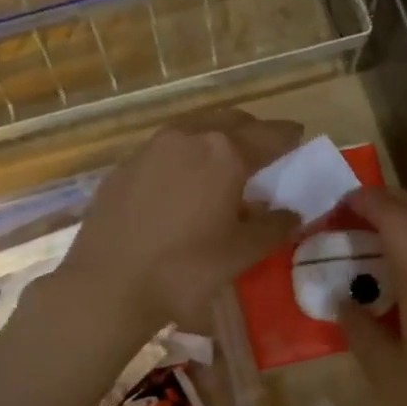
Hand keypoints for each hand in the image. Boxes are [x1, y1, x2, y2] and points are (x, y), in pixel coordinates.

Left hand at [60, 108, 302, 336]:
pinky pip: (165, 148)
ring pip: (194, 127)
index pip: (269, 134)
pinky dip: (184, 154)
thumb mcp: (241, 253)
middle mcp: (188, 137)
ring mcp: (151, 147)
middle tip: (264, 150)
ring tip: (223, 161)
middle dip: (252, 130)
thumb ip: (273, 227)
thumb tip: (291, 212)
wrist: (107, 285)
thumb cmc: (184, 270)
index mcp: (224, 153)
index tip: (298, 136)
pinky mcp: (124, 165)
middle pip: (230, 120)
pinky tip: (182, 181)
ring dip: (215, 136)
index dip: (288, 135)